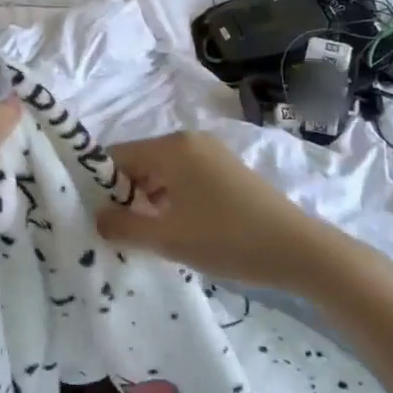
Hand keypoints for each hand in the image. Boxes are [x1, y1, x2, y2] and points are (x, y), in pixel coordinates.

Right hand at [93, 132, 323, 286]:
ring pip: (162, 173)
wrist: (299, 250)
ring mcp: (212, 154)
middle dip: (125, 194)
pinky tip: (176, 230)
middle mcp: (190, 141)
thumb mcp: (167, 238)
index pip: (116, 156)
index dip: (100, 185)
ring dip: (149, 201)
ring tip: (146, 236)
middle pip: (139, 162)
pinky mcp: (228, 172)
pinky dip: (172, 200)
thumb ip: (123, 226)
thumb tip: (96, 217)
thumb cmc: (227, 239)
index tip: (93, 216)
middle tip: (118, 231)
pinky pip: (184, 179)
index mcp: (171, 147)